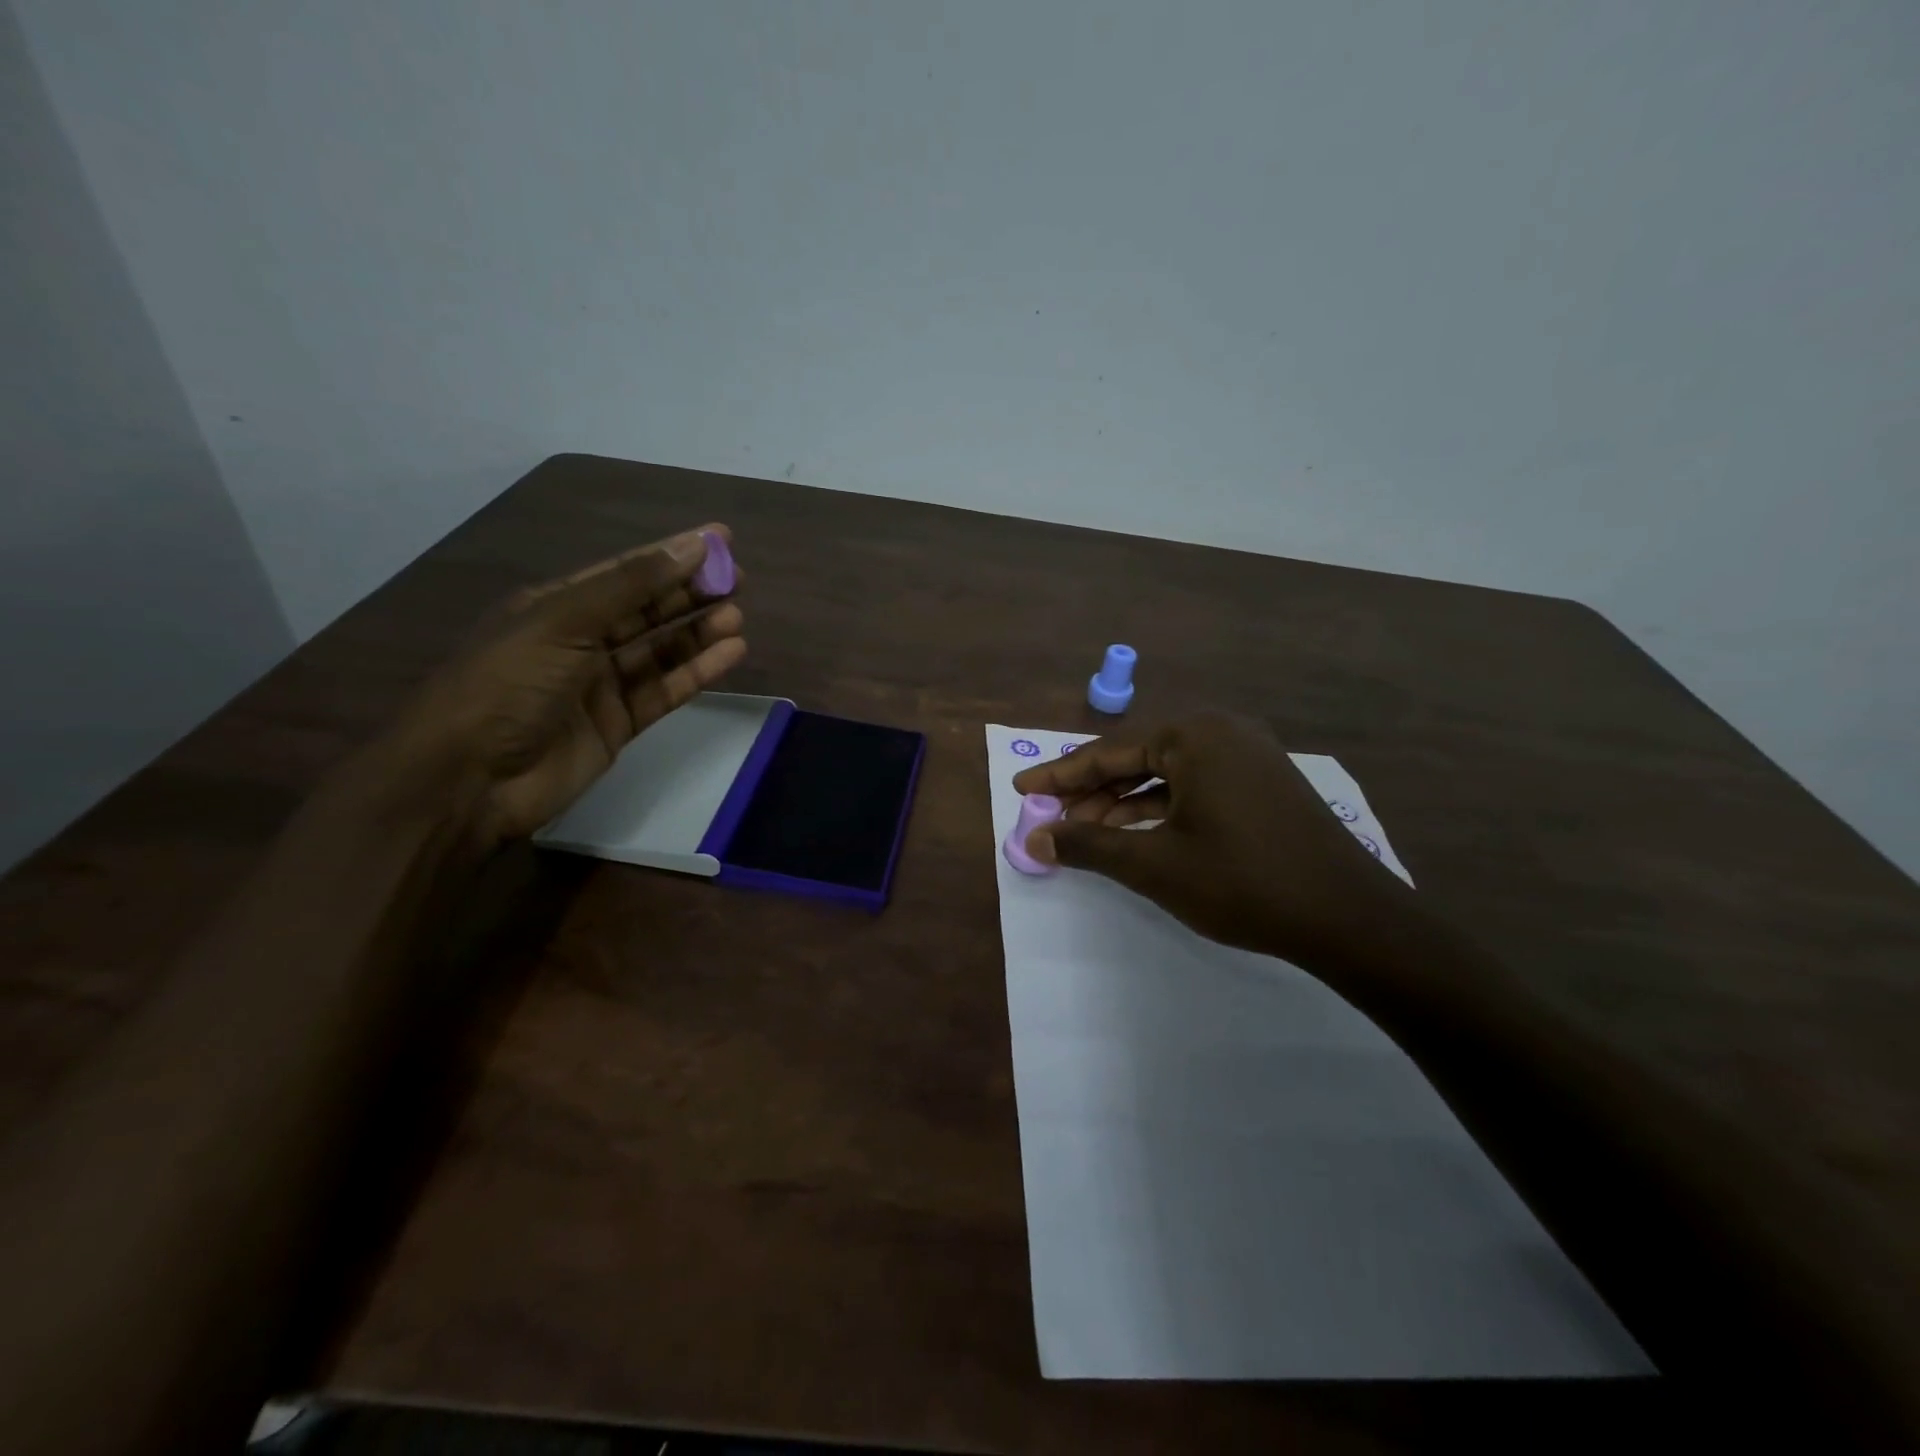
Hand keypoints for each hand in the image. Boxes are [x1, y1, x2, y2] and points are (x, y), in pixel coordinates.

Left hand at [371, 525, 746, 849]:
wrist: (468, 779)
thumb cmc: (507, 685)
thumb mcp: (563, 621)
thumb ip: (631, 586)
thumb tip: (691, 547)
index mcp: (555, 606)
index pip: (625, 572)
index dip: (672, 554)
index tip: (720, 540)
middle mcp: (580, 640)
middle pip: (646, 609)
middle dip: (691, 593)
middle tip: (739, 580)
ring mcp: (600, 684)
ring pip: (660, 650)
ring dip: (698, 632)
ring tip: (736, 617)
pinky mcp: (619, 724)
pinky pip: (665, 690)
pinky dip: (696, 672)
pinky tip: (729, 655)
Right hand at [1010, 712, 1410, 963]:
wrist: (1349, 918)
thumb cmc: (1242, 882)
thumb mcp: (1154, 865)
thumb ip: (1089, 845)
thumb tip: (1035, 840)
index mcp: (1193, 735)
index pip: (1108, 752)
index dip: (1060, 775)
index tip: (1022, 788)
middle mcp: (1220, 731)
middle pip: (1137, 757)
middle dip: (1091, 789)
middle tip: (1051, 815)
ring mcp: (1247, 755)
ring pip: (1167, 773)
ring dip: (1124, 800)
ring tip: (1085, 830)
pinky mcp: (1262, 782)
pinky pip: (1195, 785)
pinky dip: (1161, 806)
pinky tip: (1136, 831)